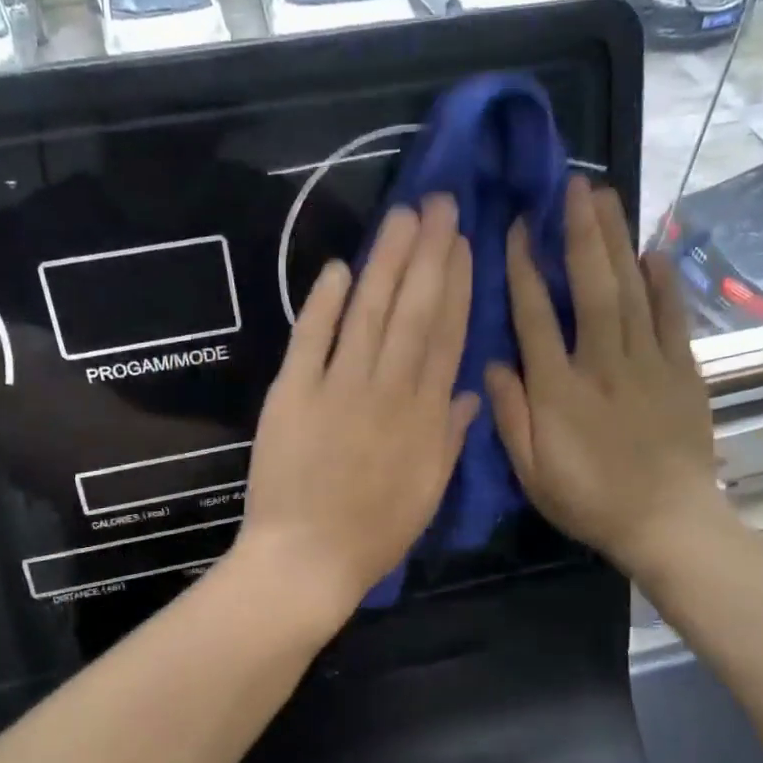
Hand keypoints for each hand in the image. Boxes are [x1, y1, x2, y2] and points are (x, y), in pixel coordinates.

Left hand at [234, 196, 479, 625]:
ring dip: (386, 262)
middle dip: (428, 253)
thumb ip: (451, 437)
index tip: (463, 244)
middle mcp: (388, 390)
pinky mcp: (292, 394)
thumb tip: (470, 390)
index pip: (447, 336)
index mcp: (426, 416)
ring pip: (368, 313)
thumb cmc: (374, 533)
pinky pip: (310, 339)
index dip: (457, 285)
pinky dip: (323, 302)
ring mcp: (338, 388)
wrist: (307, 559)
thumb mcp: (429, 491)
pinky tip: (337, 267)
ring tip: (402, 218)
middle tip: (437, 203)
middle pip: (413, 311)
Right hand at [484, 177, 731, 585]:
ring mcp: (648, 364)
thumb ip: (510, 416)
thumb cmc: (590, 500)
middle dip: (580, 232)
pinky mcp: (683, 372)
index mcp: (559, 390)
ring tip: (608, 197)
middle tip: (575, 185)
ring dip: (617, 241)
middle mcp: (603, 365)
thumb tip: (494, 363)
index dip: (523, 269)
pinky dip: (664, 282)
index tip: (516, 227)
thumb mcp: (533, 472)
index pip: (536, 317)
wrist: (667, 523)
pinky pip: (672, 317)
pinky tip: (653, 250)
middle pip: (592, 287)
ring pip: (631, 291)